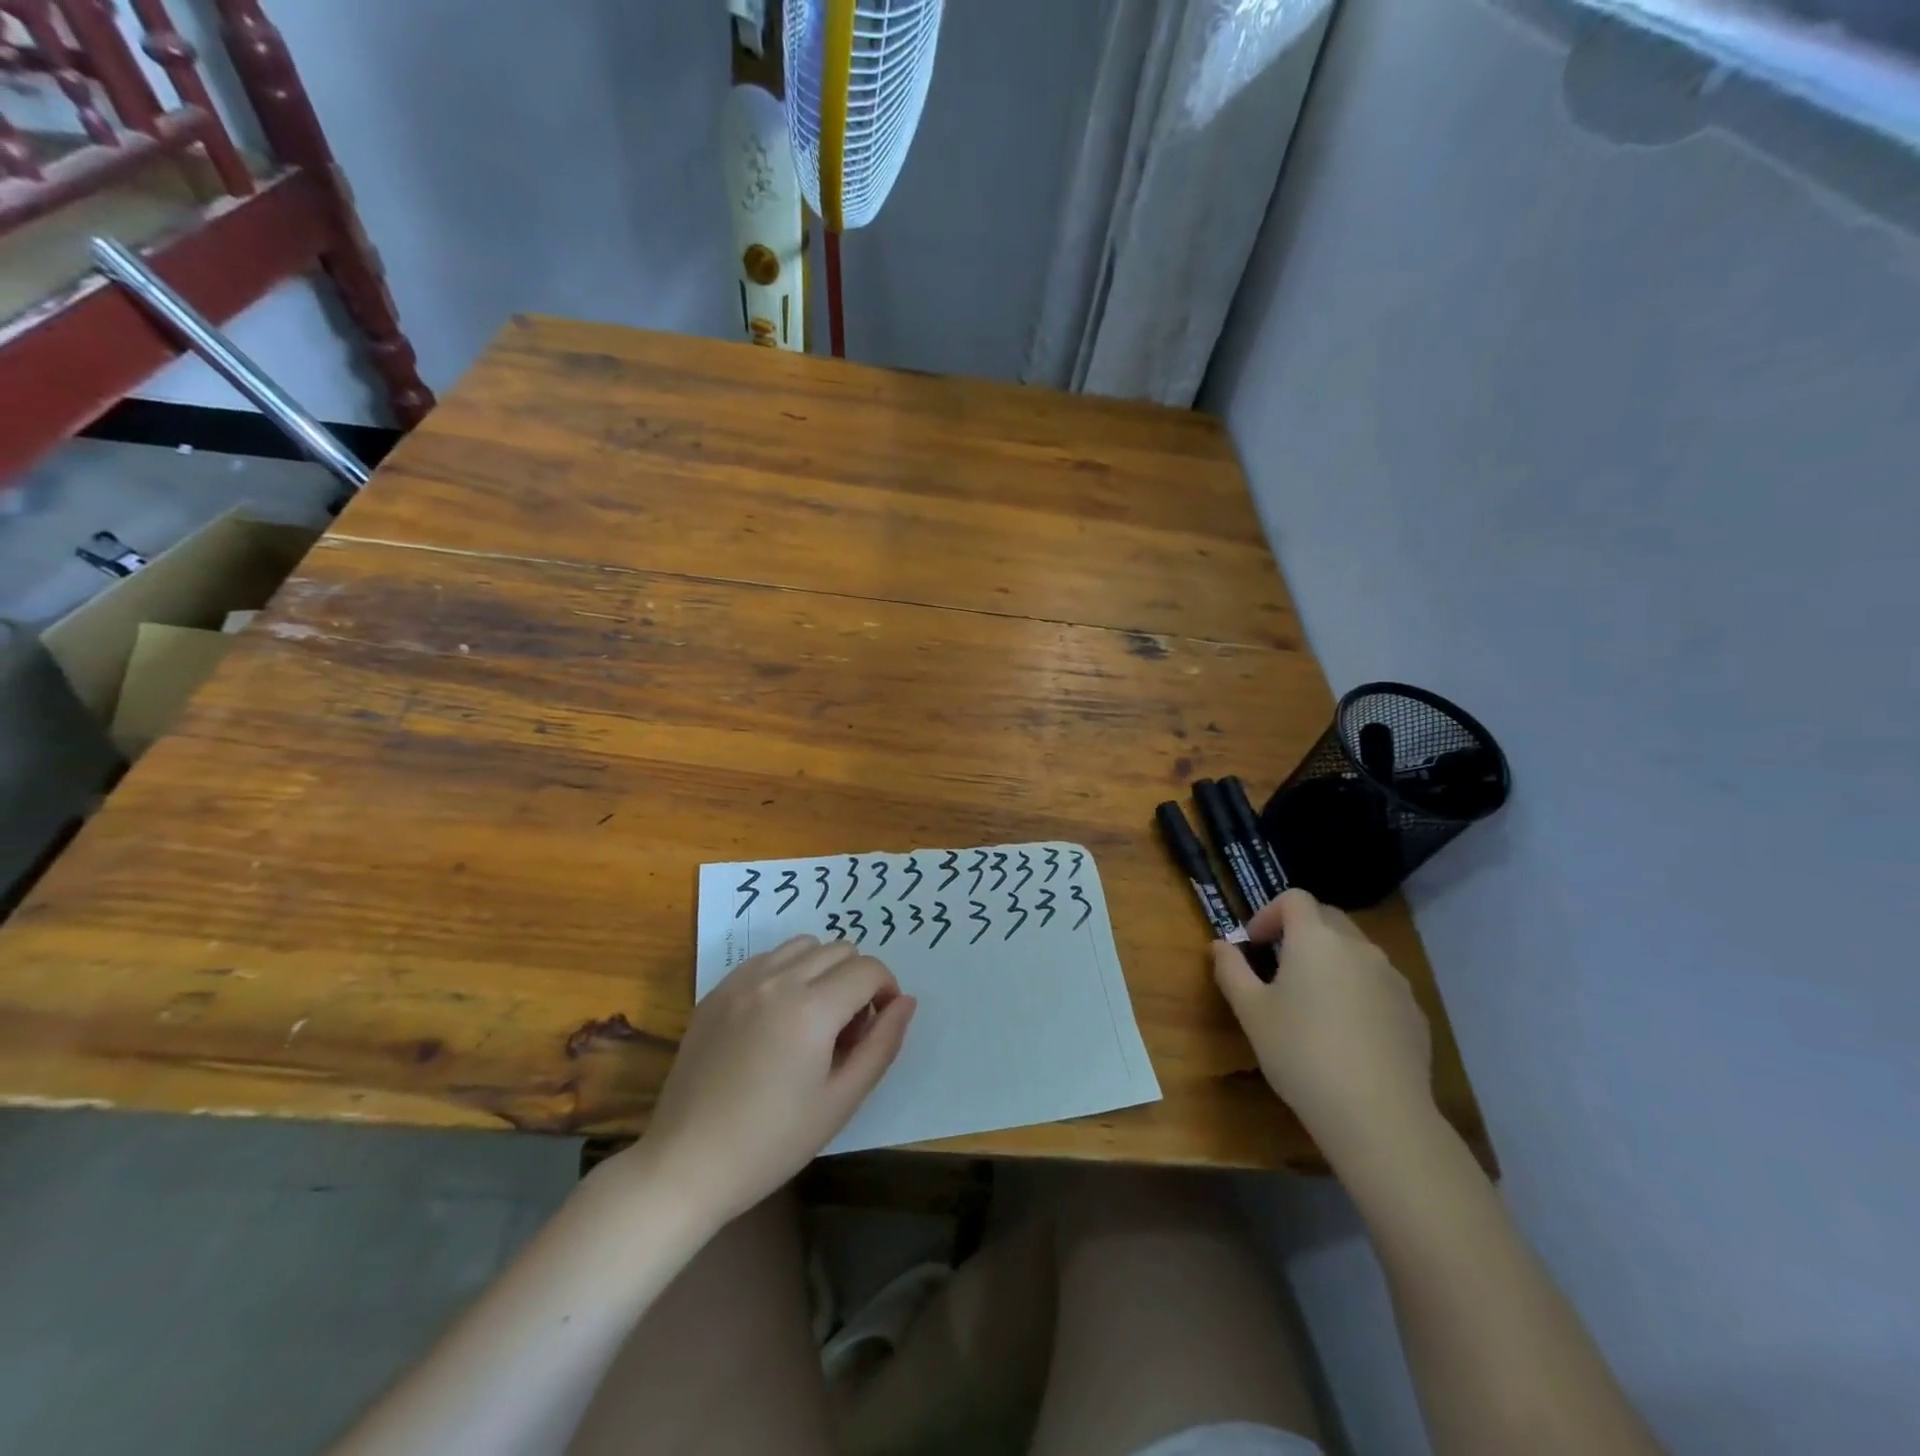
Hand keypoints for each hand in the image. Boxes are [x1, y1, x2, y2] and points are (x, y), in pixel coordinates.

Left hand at [641, 937, 915, 1225]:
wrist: (686, 1164)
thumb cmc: (773, 1142)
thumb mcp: (841, 1100)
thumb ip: (882, 1044)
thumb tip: (906, 1001)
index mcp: (812, 1008)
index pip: (869, 970)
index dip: (886, 991)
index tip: (879, 1025)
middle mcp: (777, 980)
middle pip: (840, 949)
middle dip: (857, 980)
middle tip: (847, 1031)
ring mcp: (742, 981)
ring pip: (803, 946)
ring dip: (822, 969)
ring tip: (813, 1019)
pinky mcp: (717, 991)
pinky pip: (766, 959)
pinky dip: (786, 972)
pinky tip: (777, 1018)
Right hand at [1211, 888, 1432, 1153]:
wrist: (1378, 1115)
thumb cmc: (1301, 1053)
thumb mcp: (1251, 1011)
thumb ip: (1231, 970)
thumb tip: (1220, 945)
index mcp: (1316, 939)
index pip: (1294, 898)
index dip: (1269, 912)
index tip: (1254, 943)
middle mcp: (1359, 947)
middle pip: (1328, 918)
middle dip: (1300, 932)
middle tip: (1278, 967)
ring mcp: (1393, 979)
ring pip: (1356, 952)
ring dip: (1331, 961)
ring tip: (1313, 1002)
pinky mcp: (1415, 1012)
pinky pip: (1379, 985)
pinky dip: (1359, 991)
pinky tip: (1347, 1033)